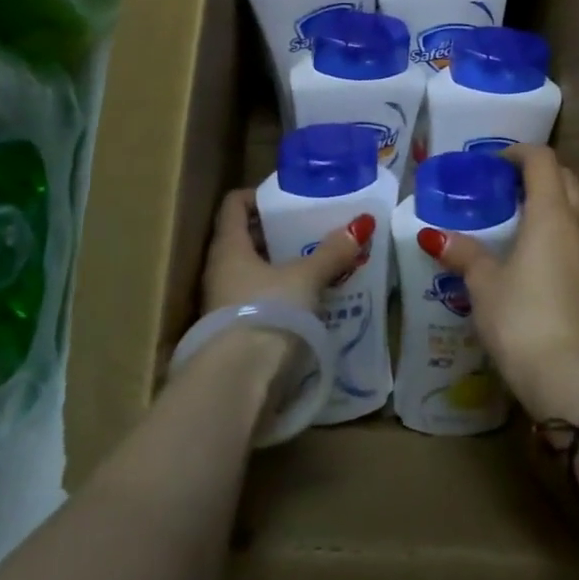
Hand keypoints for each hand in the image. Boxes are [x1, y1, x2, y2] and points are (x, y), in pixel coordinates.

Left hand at [193, 189, 373, 386]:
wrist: (238, 384)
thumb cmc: (267, 312)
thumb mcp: (306, 278)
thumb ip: (331, 253)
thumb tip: (359, 225)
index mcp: (229, 246)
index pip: (234, 204)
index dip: (258, 195)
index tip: (288, 198)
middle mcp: (219, 270)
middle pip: (245, 238)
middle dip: (277, 233)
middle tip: (312, 229)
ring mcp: (223, 303)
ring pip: (253, 272)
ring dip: (281, 267)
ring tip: (318, 264)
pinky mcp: (234, 332)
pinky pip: (259, 300)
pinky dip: (281, 295)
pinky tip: (310, 301)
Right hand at [429, 145, 578, 422]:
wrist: (570, 379)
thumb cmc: (522, 318)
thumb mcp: (483, 284)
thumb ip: (463, 253)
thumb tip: (433, 235)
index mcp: (550, 214)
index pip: (542, 160)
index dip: (518, 152)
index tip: (492, 162)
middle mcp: (574, 227)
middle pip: (564, 179)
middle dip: (536, 173)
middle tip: (502, 184)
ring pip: (571, 210)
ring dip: (546, 202)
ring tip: (509, 217)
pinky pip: (571, 239)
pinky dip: (551, 231)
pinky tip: (524, 255)